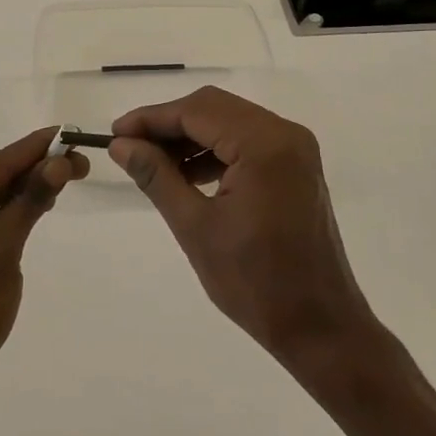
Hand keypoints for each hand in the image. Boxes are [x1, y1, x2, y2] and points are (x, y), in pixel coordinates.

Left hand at [0, 128, 87, 428]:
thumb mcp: (0, 254)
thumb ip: (27, 204)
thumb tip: (58, 162)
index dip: (37, 148)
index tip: (72, 134)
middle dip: (35, 169)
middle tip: (81, 166)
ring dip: (23, 191)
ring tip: (64, 181)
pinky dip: (9, 215)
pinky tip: (31, 211)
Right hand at [110, 87, 376, 365]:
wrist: (319, 327)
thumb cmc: (255, 282)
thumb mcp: (195, 227)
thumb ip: (156, 176)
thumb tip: (121, 145)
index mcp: (264, 144)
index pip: (196, 111)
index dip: (151, 118)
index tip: (115, 133)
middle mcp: (285, 134)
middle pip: (214, 109)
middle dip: (169, 124)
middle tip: (129, 147)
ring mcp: (295, 149)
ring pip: (229, 122)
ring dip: (190, 138)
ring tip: (153, 164)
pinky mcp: (295, 167)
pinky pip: (246, 142)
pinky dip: (214, 151)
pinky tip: (186, 175)